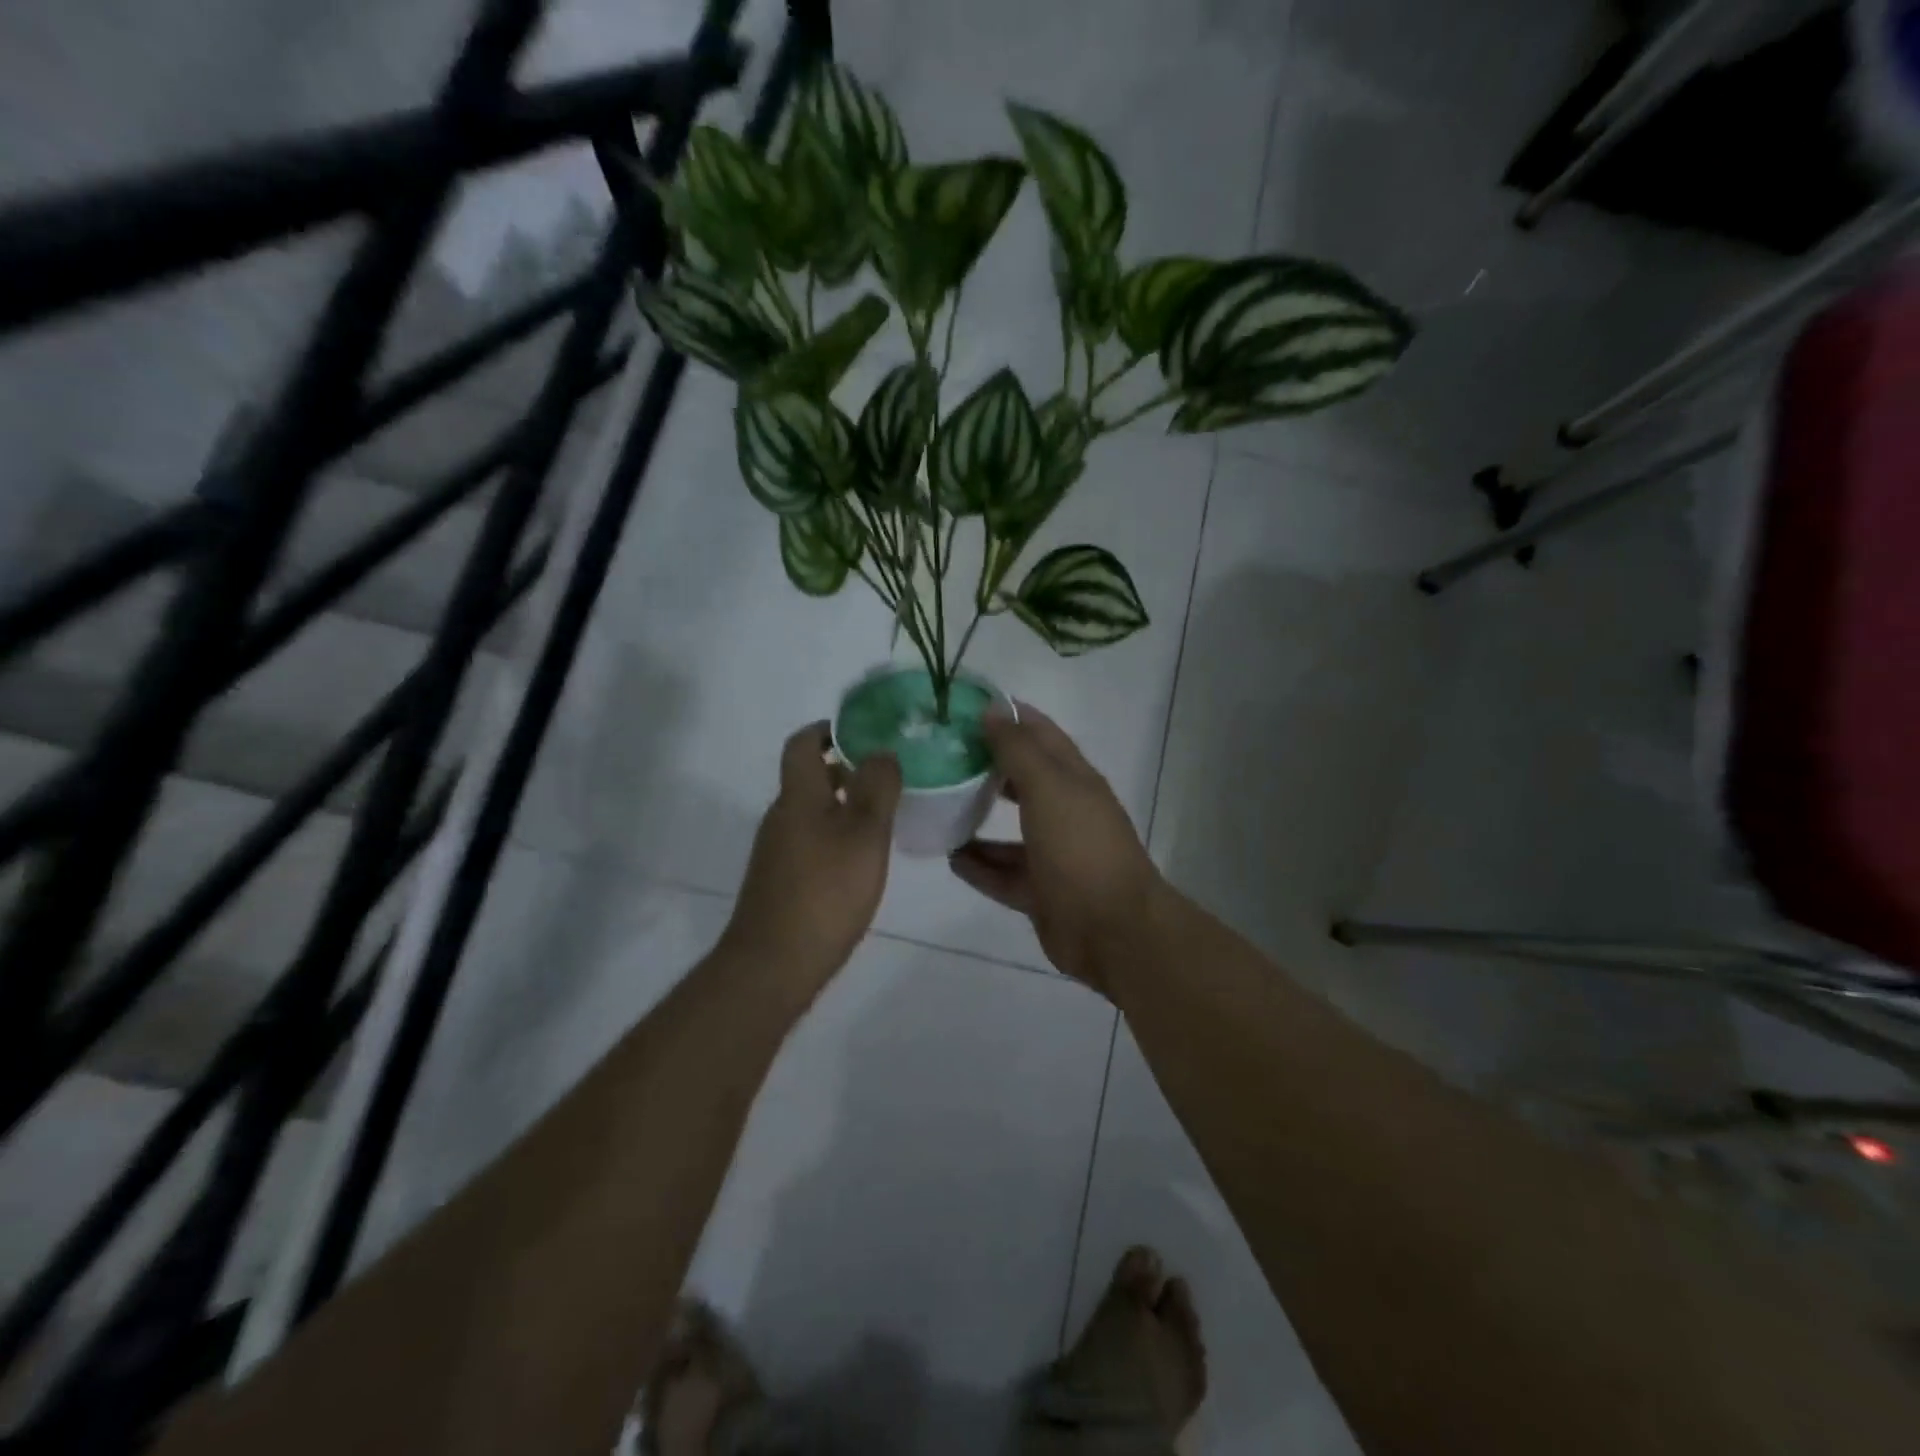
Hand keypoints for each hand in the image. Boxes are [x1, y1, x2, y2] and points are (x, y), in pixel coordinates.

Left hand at [720, 722, 902, 997]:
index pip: (802, 744)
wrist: (774, 963)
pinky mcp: (779, 882)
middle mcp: (781, 817)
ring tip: (882, 820)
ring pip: (811, 813)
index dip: (826, 730)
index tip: (859, 732)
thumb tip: (881, 752)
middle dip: (844, 771)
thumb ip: (877, 788)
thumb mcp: (864, 833)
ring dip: (842, 807)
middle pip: (808, 779)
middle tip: (886, 778)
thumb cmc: (825, 891)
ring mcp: (776, 852)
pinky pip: (809, 843)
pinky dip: (834, 838)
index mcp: (798, 797)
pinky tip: (859, 863)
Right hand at [949, 704, 1162, 992]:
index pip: (1041, 734)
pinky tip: (950, 857)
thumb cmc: (1080, 848)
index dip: (1009, 716)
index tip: (966, 706)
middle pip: (1023, 780)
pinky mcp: (1041, 891)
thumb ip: (1019, 751)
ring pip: (1010, 831)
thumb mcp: (1048, 789)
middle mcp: (1065, 811)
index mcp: (1074, 779)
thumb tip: (993, 710)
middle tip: (942, 755)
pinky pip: (1003, 873)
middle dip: (987, 766)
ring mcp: (1054, 854)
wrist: (1111, 930)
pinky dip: (980, 865)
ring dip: (978, 818)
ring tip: (938, 806)